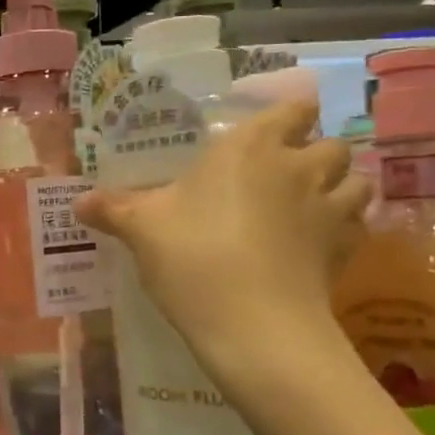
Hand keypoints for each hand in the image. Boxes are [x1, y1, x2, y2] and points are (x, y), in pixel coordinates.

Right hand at [76, 99, 369, 397]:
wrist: (253, 325)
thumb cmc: (193, 256)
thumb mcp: (141, 229)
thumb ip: (113, 209)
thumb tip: (77, 203)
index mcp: (250, 147)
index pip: (292, 109)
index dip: (287, 116)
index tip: (268, 132)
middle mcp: (299, 167)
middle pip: (331, 143)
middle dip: (314, 152)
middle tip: (282, 174)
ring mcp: (330, 209)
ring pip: (356, 182)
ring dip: (339, 188)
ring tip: (308, 206)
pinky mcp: (346, 251)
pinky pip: (356, 226)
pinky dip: (343, 229)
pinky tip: (316, 245)